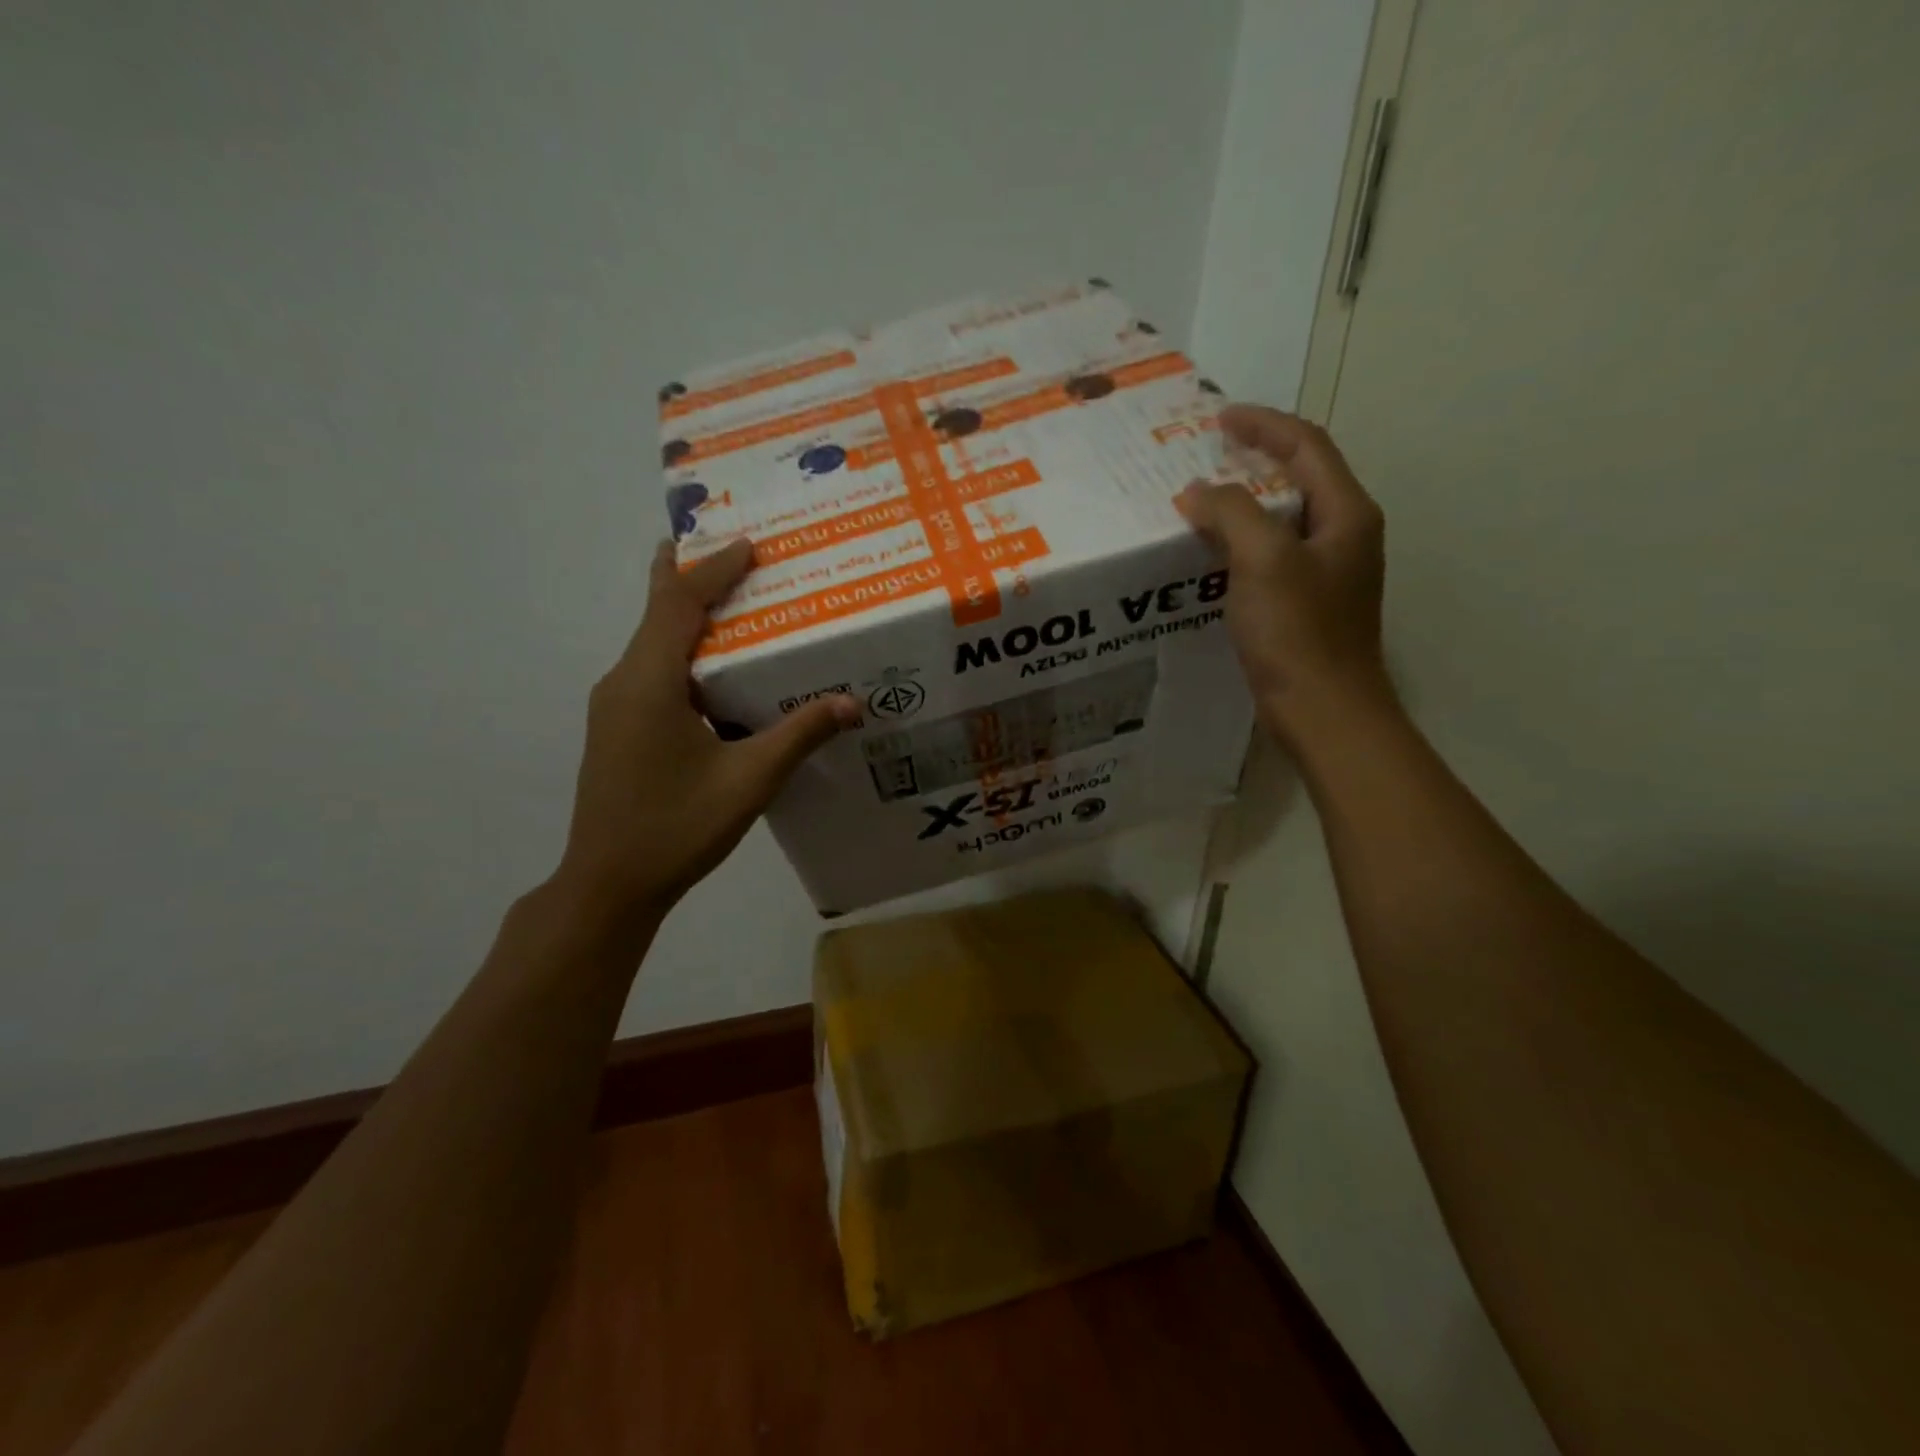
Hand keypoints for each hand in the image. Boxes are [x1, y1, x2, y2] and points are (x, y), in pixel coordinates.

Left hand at [553, 538, 856, 921]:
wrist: (609, 884)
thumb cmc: (677, 827)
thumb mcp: (749, 780)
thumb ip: (799, 735)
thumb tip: (850, 702)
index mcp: (649, 682)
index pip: (678, 603)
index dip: (713, 569)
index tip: (749, 544)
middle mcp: (623, 682)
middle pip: (658, 612)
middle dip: (691, 576)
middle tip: (732, 552)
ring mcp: (614, 706)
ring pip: (654, 644)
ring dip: (690, 618)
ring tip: (737, 605)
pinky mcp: (617, 728)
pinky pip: (653, 673)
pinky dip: (686, 655)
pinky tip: (718, 674)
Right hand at [1179, 405, 1394, 750]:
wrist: (1324, 711)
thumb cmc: (1298, 633)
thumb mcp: (1263, 561)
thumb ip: (1231, 513)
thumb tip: (1198, 491)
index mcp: (1346, 513)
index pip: (1306, 446)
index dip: (1264, 425)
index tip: (1218, 418)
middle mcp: (1344, 534)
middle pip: (1299, 477)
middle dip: (1253, 459)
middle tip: (1206, 455)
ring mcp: (1328, 571)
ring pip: (1284, 518)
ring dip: (1245, 502)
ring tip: (1202, 500)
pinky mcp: (1308, 603)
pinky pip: (1273, 554)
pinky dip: (1243, 541)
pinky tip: (1213, 553)